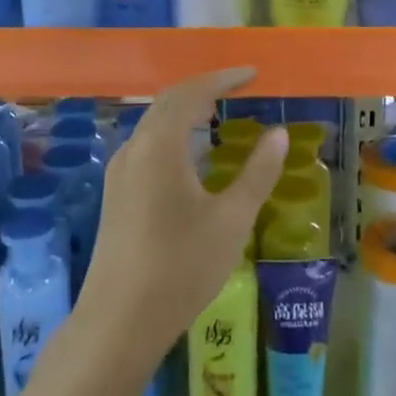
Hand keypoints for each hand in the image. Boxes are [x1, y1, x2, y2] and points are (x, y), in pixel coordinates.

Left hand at [76, 69, 287, 370]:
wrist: (120, 320)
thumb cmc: (181, 267)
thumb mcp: (231, 220)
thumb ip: (257, 172)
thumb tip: (279, 134)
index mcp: (160, 146)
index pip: (192, 93)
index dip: (223, 79)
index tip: (252, 74)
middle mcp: (134, 149)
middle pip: (168, 102)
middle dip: (203, 89)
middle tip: (238, 88)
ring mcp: (120, 172)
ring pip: (153, 124)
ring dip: (185, 111)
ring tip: (218, 115)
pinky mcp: (117, 194)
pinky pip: (147, 145)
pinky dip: (173, 135)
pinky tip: (192, 157)